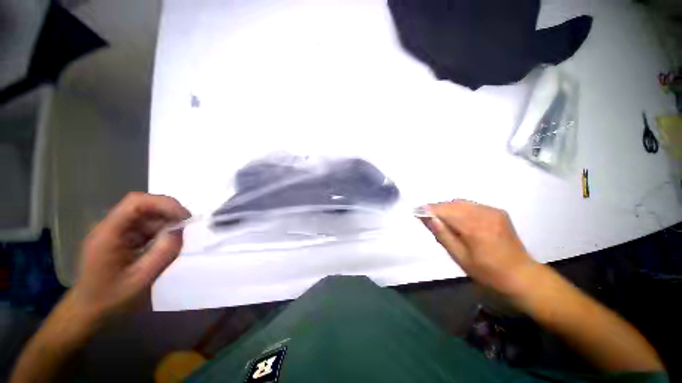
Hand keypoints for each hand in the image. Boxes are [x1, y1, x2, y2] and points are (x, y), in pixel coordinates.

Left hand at [71, 192, 189, 318]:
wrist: (88, 312)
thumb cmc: (110, 300)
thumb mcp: (141, 280)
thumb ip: (163, 253)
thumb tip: (180, 229)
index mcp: (108, 234)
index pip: (136, 203)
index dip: (164, 203)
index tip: (185, 217)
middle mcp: (110, 227)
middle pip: (142, 205)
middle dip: (168, 211)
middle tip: (187, 224)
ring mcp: (116, 232)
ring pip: (146, 215)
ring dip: (166, 221)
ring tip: (178, 237)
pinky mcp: (122, 238)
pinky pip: (145, 226)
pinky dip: (161, 230)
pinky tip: (167, 242)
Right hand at [421, 200, 536, 296]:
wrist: (522, 276)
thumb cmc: (488, 273)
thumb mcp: (461, 258)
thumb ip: (443, 235)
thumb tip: (428, 218)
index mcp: (475, 227)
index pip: (445, 211)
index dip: (429, 210)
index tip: (416, 211)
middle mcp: (484, 214)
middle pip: (452, 204)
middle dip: (437, 209)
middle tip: (426, 217)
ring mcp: (493, 211)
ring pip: (461, 203)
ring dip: (447, 208)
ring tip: (440, 220)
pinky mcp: (498, 212)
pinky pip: (471, 205)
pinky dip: (459, 209)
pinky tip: (458, 220)